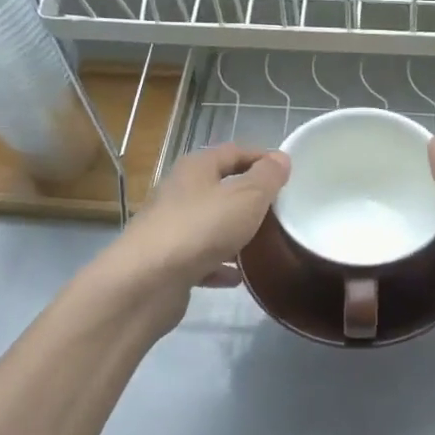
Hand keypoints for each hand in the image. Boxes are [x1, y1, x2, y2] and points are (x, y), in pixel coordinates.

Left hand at [104, 144, 289, 324]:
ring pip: (212, 225)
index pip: (234, 152)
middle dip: (251, 198)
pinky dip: (221, 265)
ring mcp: (173, 229)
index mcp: (196, 169)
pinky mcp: (170, 262)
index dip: (262, 158)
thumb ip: (267, 177)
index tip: (288, 172)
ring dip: (237, 233)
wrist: (146, 282)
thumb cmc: (201, 228)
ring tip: (265, 243)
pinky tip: (239, 278)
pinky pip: (203, 259)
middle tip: (282, 210)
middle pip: (222, 188)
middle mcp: (181, 193)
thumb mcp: (246, 197)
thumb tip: (280, 158)